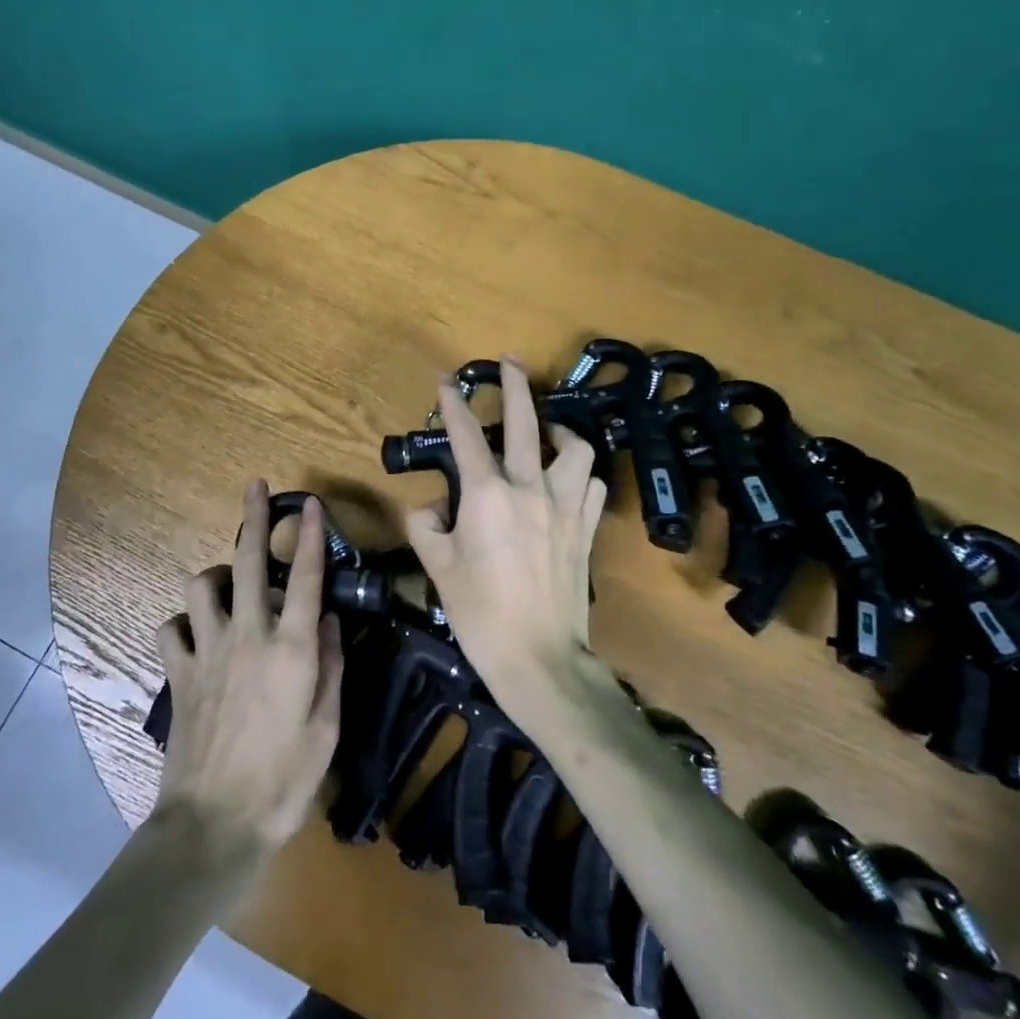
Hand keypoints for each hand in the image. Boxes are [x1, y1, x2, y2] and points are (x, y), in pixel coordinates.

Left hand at [153, 481, 345, 856]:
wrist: (214, 826)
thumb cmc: (283, 781)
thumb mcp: (327, 727)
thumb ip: (330, 664)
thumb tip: (327, 618)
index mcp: (291, 649)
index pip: (304, 577)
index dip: (310, 536)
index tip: (311, 503)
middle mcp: (248, 637)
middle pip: (246, 563)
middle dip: (253, 519)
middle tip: (255, 487)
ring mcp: (207, 652)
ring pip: (200, 587)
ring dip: (215, 576)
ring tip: (227, 584)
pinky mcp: (178, 674)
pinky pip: (170, 630)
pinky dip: (182, 624)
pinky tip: (195, 634)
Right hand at [404, 358, 608, 720]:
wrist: (539, 657)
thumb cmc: (481, 613)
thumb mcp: (437, 568)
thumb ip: (427, 526)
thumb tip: (433, 507)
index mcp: (487, 496)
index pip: (466, 437)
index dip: (454, 405)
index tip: (447, 381)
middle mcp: (530, 489)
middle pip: (525, 423)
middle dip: (514, 386)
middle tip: (509, 361)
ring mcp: (566, 506)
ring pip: (575, 449)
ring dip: (561, 430)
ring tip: (550, 427)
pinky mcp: (586, 528)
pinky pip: (592, 485)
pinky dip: (581, 474)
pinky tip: (570, 479)